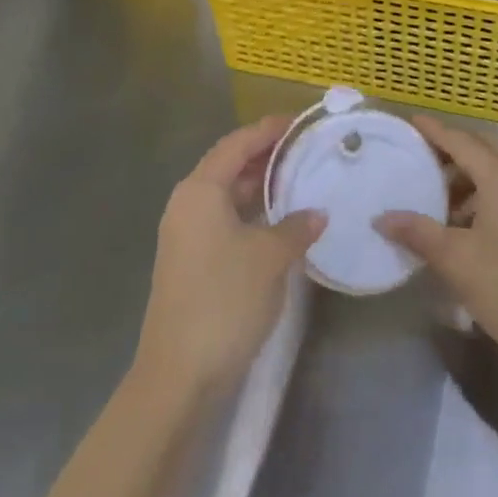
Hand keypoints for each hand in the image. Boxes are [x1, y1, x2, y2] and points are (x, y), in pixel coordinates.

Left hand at [133, 116, 324, 400]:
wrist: (180, 374)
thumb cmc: (224, 300)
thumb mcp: (270, 257)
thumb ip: (296, 226)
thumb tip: (317, 213)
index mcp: (200, 190)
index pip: (237, 144)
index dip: (268, 129)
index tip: (301, 122)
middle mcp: (188, 204)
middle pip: (230, 166)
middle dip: (267, 156)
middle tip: (307, 149)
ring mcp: (187, 234)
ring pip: (229, 195)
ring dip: (262, 186)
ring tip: (302, 179)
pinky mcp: (192, 261)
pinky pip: (226, 220)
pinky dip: (254, 213)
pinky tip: (283, 221)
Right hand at [377, 116, 497, 388]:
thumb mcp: (456, 260)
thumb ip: (417, 232)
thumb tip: (381, 218)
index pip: (462, 141)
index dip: (435, 131)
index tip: (409, 121)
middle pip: (483, 150)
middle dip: (451, 150)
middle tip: (418, 157)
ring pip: (495, 174)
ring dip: (465, 178)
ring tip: (431, 197)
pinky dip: (479, 198)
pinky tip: (457, 225)